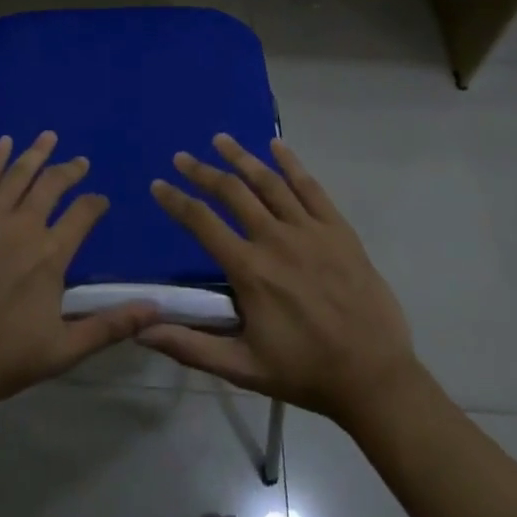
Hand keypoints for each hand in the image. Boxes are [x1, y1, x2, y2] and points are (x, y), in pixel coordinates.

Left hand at [0, 132, 156, 411]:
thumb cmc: (5, 359)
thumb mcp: (65, 350)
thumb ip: (110, 325)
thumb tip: (156, 309)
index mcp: (50, 256)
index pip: (82, 215)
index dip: (95, 204)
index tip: (101, 201)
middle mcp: (21, 228)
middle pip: (50, 186)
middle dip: (69, 170)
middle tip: (80, 162)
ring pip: (16, 176)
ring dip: (34, 154)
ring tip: (48, 137)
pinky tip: (3, 144)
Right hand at [138, 134, 417, 425]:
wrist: (374, 377)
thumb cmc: (304, 373)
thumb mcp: (242, 368)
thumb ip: (189, 346)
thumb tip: (142, 330)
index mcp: (250, 270)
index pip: (202, 222)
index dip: (176, 201)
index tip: (158, 184)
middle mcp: (275, 240)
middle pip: (232, 192)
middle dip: (202, 172)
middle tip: (182, 157)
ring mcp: (310, 231)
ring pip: (269, 182)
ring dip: (241, 158)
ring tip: (221, 139)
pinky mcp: (338, 230)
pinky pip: (312, 188)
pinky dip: (292, 164)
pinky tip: (277, 145)